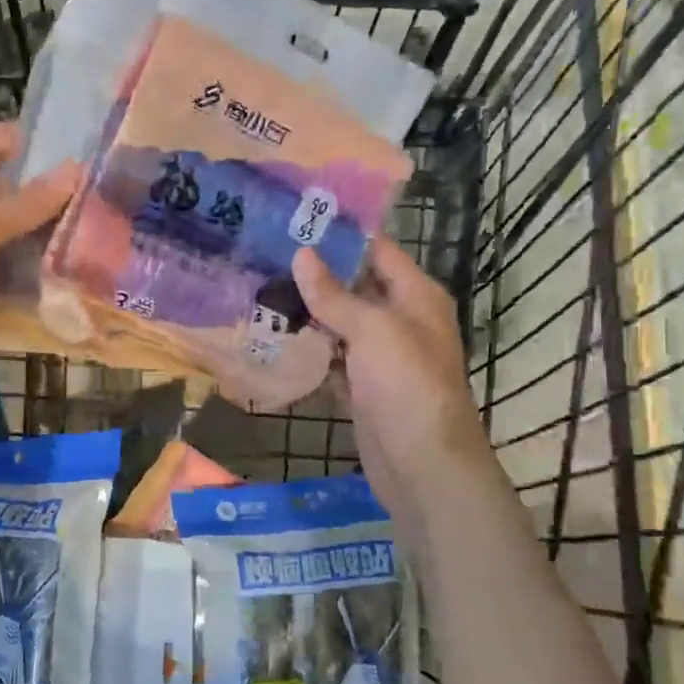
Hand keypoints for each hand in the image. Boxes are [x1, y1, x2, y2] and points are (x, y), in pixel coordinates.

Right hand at [292, 238, 495, 527]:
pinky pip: (332, 359)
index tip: (298, 219)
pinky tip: (275, 337)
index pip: (378, 251)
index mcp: (416, 296)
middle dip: (316, 274)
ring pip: (340, 323)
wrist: (422, 464)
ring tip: (261, 288)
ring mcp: (381, 356)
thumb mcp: (373, 330)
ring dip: (308, 312)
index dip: (342, 235)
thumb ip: (335, 294)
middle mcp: (401, 320)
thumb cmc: (406, 384)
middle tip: (266, 253)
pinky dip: (309, 350)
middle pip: (356, 286)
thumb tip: (302, 254)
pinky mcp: (363, 387)